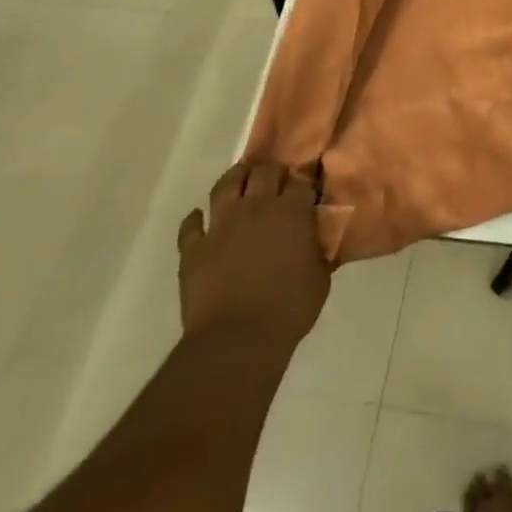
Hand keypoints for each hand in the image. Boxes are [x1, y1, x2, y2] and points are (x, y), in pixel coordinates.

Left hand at [177, 161, 330, 347]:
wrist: (237, 339)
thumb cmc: (289, 309)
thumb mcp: (321, 279)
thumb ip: (319, 251)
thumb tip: (318, 239)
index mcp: (291, 212)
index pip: (302, 181)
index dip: (305, 181)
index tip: (308, 188)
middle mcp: (255, 207)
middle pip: (264, 171)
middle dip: (273, 172)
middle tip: (277, 181)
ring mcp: (221, 225)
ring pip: (226, 184)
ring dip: (235, 179)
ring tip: (241, 182)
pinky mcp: (194, 247)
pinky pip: (191, 224)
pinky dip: (196, 220)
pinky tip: (201, 220)